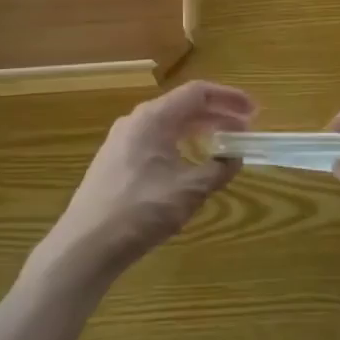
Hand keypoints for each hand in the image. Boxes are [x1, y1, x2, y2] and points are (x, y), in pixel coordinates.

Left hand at [31, 81, 254, 285]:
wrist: (85, 246)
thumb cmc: (140, 211)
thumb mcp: (188, 191)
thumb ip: (217, 169)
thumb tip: (235, 157)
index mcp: (153, 118)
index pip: (197, 92)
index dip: (228, 98)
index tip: (254, 110)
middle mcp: (136, 121)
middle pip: (183, 107)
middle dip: (217, 115)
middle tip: (245, 129)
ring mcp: (122, 141)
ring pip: (169, 125)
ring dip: (199, 131)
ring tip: (223, 146)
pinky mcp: (116, 162)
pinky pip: (156, 141)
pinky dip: (181, 145)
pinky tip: (191, 166)